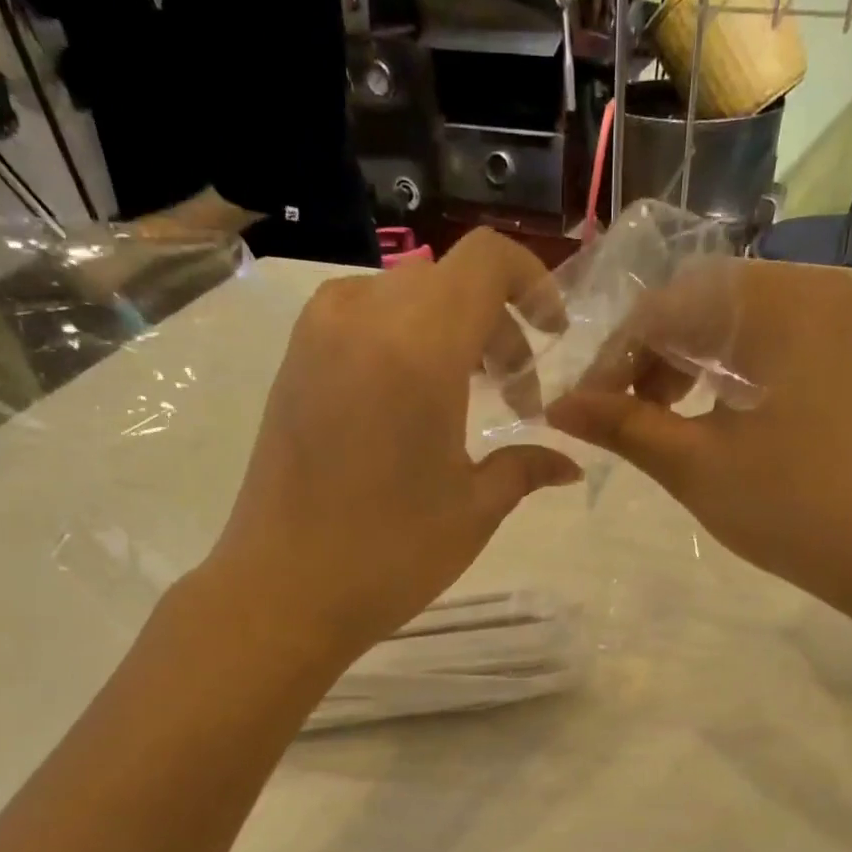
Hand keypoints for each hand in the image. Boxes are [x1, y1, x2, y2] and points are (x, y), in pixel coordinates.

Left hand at [205, 229, 580, 665]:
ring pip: (403, 297)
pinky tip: (415, 405)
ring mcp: (317, 337)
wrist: (282, 590)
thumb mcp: (474, 510)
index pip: (486, 261)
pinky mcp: (293, 364)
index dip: (533, 283)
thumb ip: (526, 468)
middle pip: (447, 281)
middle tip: (516, 393)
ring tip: (468, 397)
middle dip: (496, 324)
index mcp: (418, 347)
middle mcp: (362, 319)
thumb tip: (569, 464)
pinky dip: (403, 342)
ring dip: (449, 332)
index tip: (552, 336)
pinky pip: (362, 321)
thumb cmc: (390, 554)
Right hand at [545, 258, 851, 616]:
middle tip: (617, 416)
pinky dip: (721, 371)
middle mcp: (808, 289)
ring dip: (681, 364)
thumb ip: (622, 425)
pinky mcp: (840, 353)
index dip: (614, 356)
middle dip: (647, 358)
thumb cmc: (791, 506)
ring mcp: (832, 320)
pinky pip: (762, 342)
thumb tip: (556, 407)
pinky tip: (705, 414)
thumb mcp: (694, 464)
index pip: (666, 306)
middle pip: (699, 304)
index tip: (582, 408)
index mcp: (773, 302)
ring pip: (730, 323)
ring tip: (658, 419)